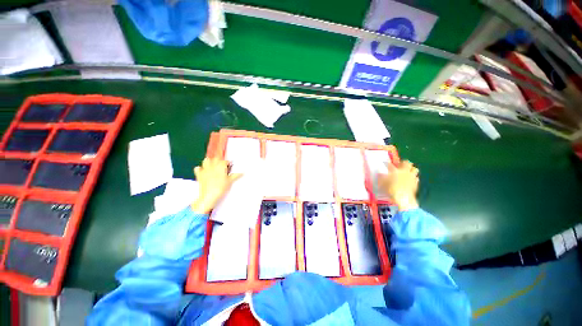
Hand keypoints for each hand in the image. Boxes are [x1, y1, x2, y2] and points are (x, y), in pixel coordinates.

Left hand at [191, 158, 241, 213]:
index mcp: (221, 166)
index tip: (230, 166)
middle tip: (223, 166)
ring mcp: (205, 169)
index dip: (228, 163)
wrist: (209, 196)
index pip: (225, 161)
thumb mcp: (230, 181)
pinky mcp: (199, 175)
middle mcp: (212, 165)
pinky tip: (203, 171)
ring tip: (214, 166)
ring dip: (210, 162)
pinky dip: (200, 169)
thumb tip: (242, 172)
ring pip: (206, 160)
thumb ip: (236, 175)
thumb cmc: (221, 188)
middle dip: (219, 160)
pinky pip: (198, 168)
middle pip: (216, 158)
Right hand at [377, 160, 418, 210]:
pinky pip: (416, 178)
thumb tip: (379, 173)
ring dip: (411, 169)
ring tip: (408, 171)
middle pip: (407, 163)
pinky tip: (410, 181)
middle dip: (404, 163)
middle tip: (401, 165)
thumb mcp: (382, 182)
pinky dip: (414, 178)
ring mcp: (411, 177)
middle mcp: (404, 171)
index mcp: (395, 170)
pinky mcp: (415, 183)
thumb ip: (381, 177)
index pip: (390, 164)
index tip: (385, 163)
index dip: (387, 163)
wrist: (403, 197)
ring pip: (415, 169)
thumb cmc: (391, 188)